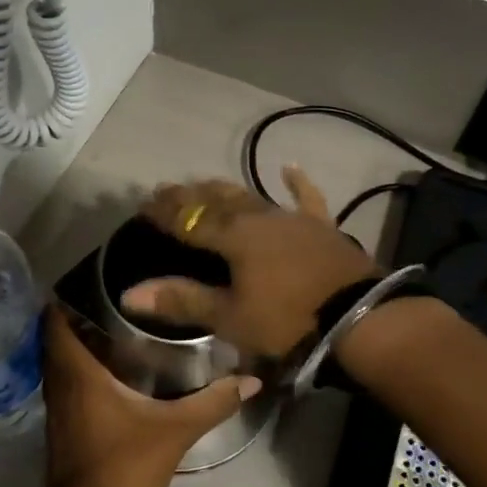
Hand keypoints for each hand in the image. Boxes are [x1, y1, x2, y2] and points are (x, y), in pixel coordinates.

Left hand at [41, 307, 259, 486]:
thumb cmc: (124, 470)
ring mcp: (56, 408)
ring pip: (61, 362)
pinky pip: (67, 383)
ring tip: (120, 326)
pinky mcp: (62, 428)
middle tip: (117, 298)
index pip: (55, 319)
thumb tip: (251, 380)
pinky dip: (83, 369)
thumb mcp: (174, 432)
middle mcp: (59, 384)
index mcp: (77, 373)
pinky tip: (115, 371)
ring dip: (81, 343)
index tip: (97, 279)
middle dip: (80, 315)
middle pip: (57, 336)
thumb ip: (212, 403)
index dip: (69, 295)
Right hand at [124, 167, 376, 360]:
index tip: (144, 203)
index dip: (164, 212)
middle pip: (217, 200)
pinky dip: (296, 182)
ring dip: (225, 190)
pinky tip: (289, 167)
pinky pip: (306, 198)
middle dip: (189, 195)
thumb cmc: (287, 320)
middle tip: (168, 189)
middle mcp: (258, 217)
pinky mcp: (321, 226)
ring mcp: (291, 218)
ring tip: (206, 184)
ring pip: (251, 196)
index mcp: (233, 237)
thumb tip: (129, 293)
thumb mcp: (230, 316)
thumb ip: (181, 300)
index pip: (188, 219)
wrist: (358, 318)